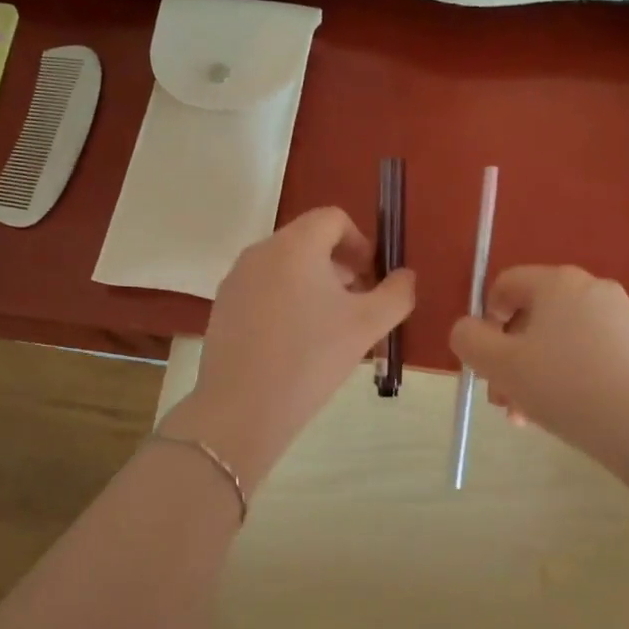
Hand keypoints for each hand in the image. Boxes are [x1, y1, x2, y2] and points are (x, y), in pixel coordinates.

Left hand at [167, 208, 415, 489]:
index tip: (373, 276)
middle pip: (308, 241)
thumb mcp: (367, 326)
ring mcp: (236, 279)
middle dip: (340, 265)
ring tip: (330, 327)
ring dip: (314, 284)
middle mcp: (260, 251)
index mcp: (295, 245)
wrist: (242, 409)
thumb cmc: (311, 358)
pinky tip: (297, 343)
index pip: (333, 219)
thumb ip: (396, 294)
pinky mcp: (223, 307)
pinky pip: (264, 289)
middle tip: (359, 304)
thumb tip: (405, 276)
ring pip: (285, 267)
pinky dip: (287, 301)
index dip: (360, 242)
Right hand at [449, 266, 628, 471]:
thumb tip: (468, 330)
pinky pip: (591, 353)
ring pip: (561, 340)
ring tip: (531, 418)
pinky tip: (570, 414)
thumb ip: (469, 340)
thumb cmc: (567, 388)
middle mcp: (592, 288)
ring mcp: (623, 316)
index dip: (485, 321)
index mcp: (557, 282)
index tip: (486, 362)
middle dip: (510, 358)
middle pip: (533, 316)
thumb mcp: (501, 366)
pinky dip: (571, 377)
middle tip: (504, 401)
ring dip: (536, 373)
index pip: (505, 285)